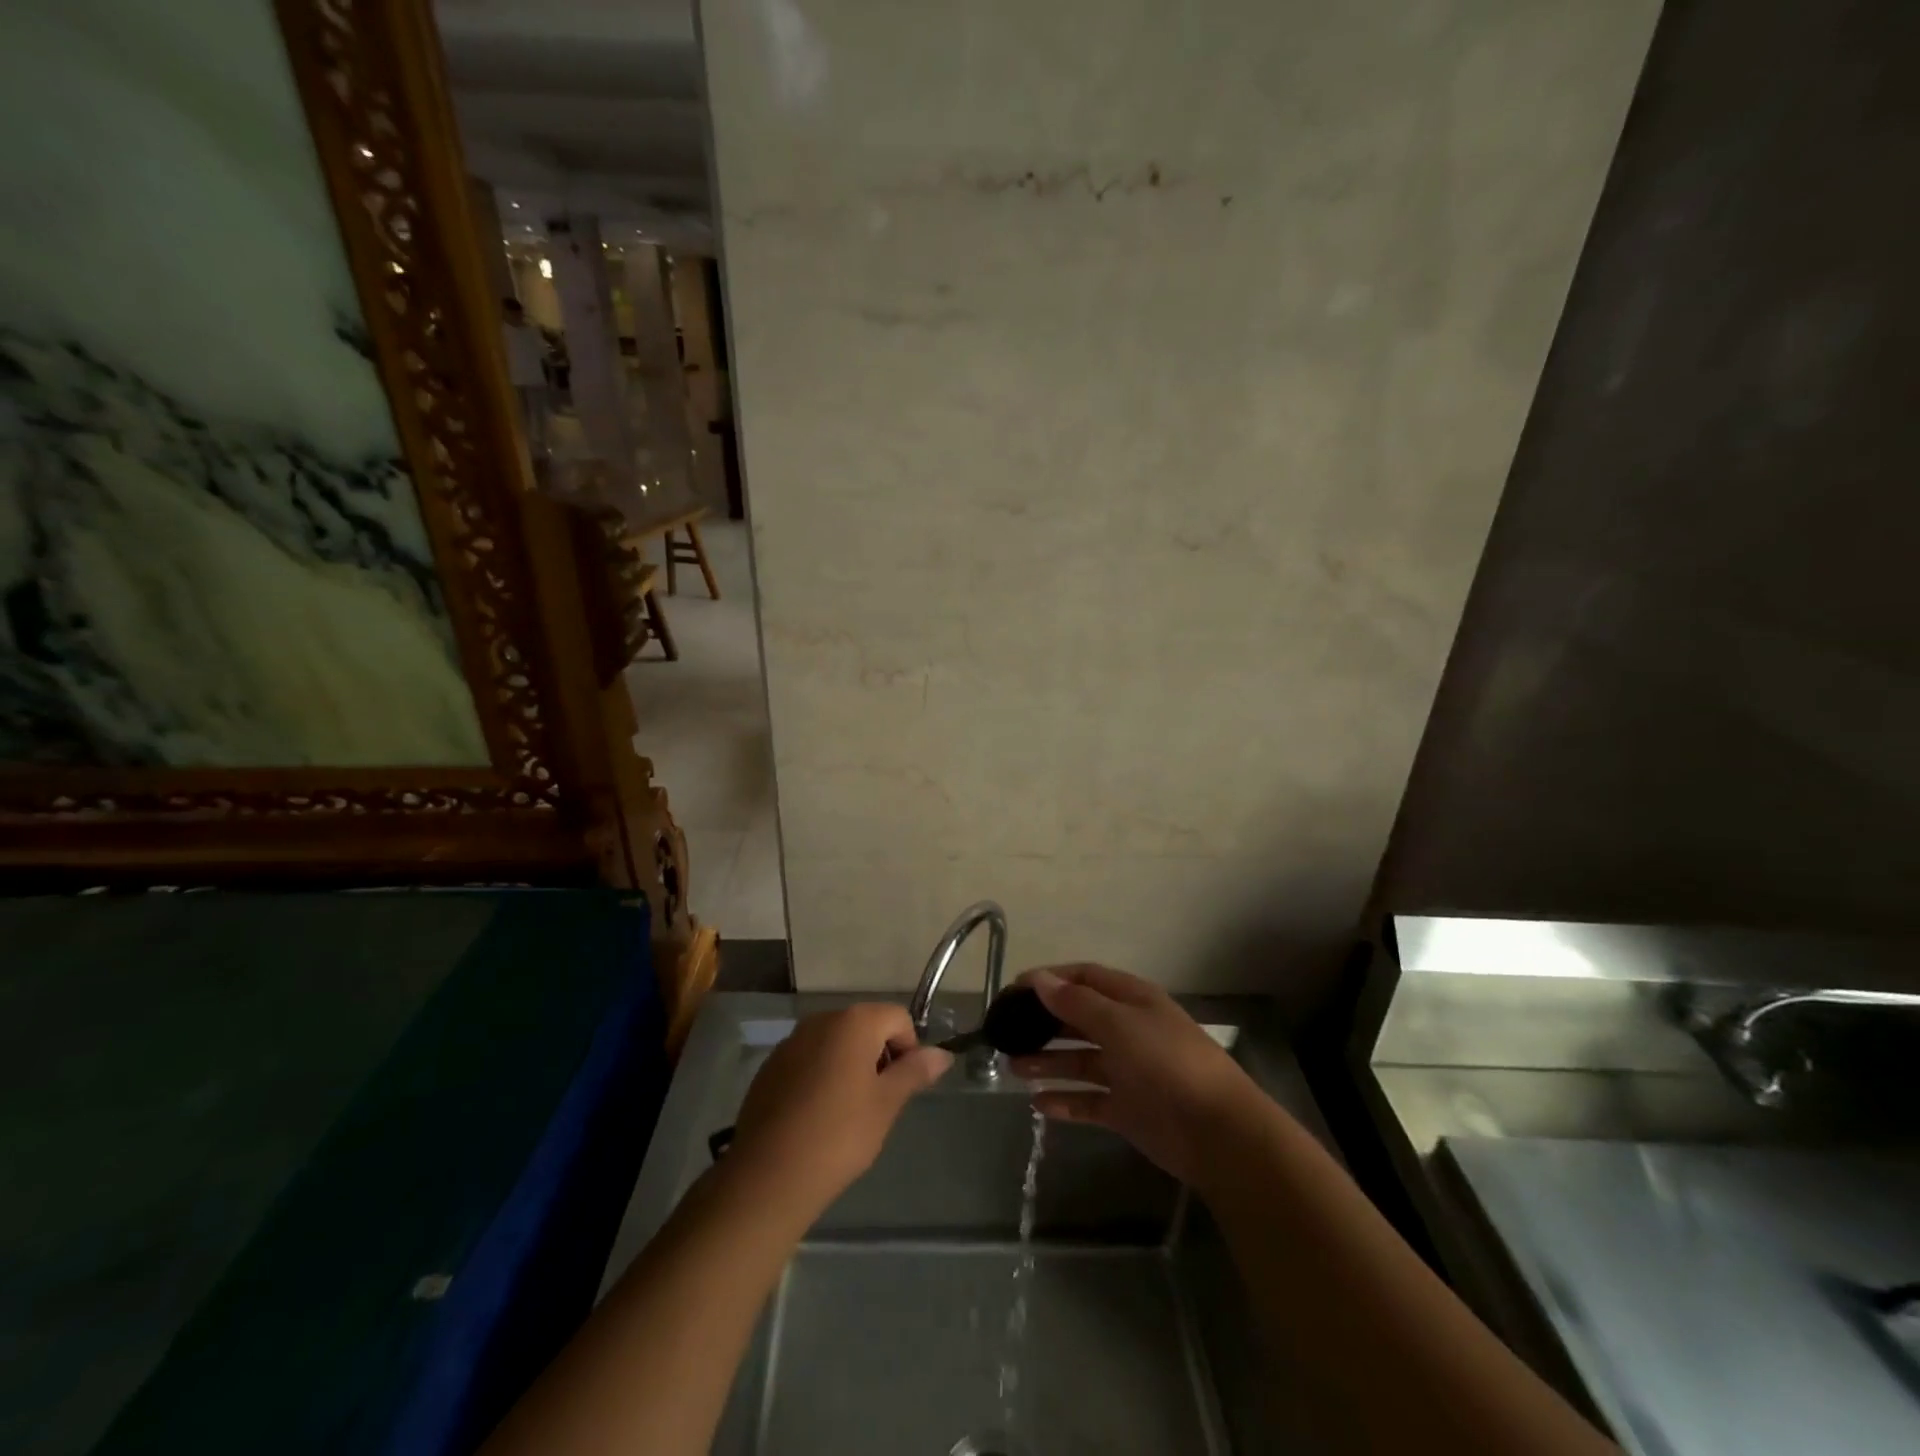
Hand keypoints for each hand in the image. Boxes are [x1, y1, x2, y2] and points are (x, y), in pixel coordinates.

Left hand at [729, 1004, 951, 1219]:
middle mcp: (820, 1020)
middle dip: (878, 1056)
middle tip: (878, 1103)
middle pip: (865, 1026)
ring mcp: (791, 1042)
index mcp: (853, 1021)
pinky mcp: (770, 1067)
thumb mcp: (886, 1104)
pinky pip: (808, 1060)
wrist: (768, 1175)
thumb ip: (915, 1072)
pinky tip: (816, 1117)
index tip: (901, 1088)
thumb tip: (942, 1054)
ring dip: (849, 1066)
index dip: (908, 1049)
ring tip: (847, 1113)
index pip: (897, 1018)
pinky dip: (821, 1077)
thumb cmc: (839, 1135)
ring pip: (835, 1044)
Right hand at [1010, 964, 1260, 1185]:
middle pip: (1078, 1019)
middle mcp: (1128, 1030)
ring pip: (1079, 1060)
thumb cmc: (1166, 1062)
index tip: (1014, 990)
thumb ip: (1075, 1003)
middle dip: (1043, 1023)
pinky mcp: (1128, 1109)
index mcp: (1131, 1000)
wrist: (1217, 1131)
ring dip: (1048, 1062)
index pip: (1085, 978)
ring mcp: (1128, 1071)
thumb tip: (1038, 978)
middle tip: (1006, 1033)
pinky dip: (1065, 1101)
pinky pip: (1088, 1100)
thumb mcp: (1119, 1023)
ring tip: (1013, 1068)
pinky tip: (1037, 1105)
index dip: (1050, 980)